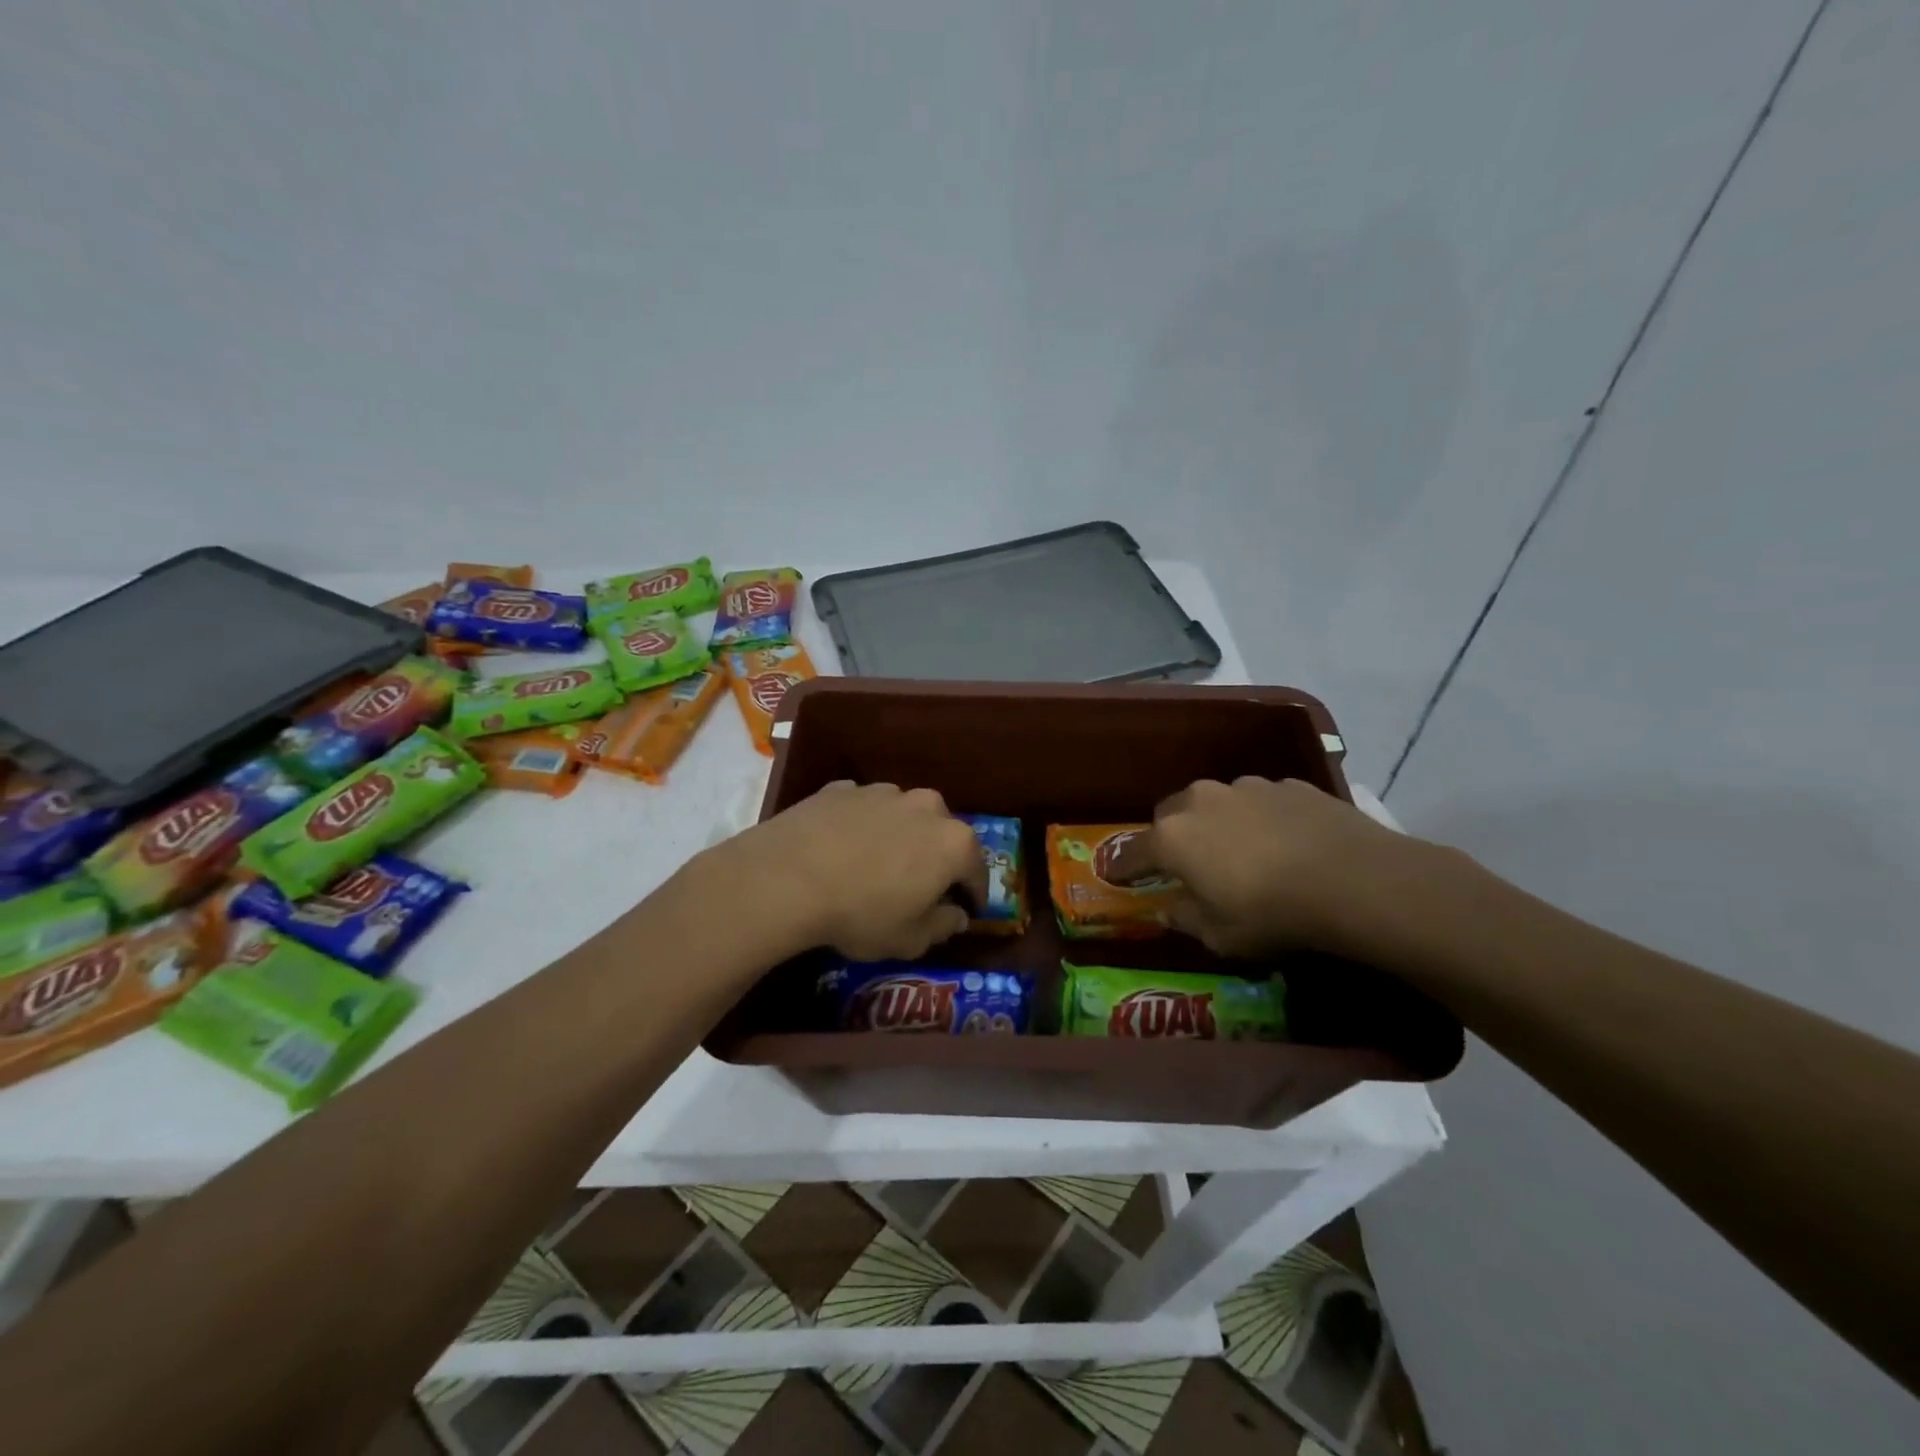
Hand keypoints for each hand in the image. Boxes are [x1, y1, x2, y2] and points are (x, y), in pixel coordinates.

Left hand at [710, 781, 987, 961]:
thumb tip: (956, 915)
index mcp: (954, 842)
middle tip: (918, 887)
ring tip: (875, 866)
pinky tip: (841, 850)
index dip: (972, 895)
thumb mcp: (910, 939)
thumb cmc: (861, 913)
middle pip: (942, 836)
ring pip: (903, 817)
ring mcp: (882, 791)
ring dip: (899, 838)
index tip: (964, 910)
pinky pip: (863, 811)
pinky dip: (861, 827)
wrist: (787, 877)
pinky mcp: (842, 788)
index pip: (977, 871)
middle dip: (936, 859)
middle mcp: (926, 806)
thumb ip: (942, 926)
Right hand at [1111, 776, 1430, 957]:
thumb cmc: (1271, 914)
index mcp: (1173, 837)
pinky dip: (1260, 818)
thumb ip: (1186, 918)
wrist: (1354, 879)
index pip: (1133, 852)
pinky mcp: (1287, 784)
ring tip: (1242, 851)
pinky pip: (1259, 802)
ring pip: (1216, 803)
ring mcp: (1246, 787)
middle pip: (1170, 815)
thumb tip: (1168, 909)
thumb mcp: (1220, 935)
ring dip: (1218, 823)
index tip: (1119, 878)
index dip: (1125, 868)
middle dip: (1172, 837)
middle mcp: (1201, 801)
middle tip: (1188, 864)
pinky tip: (1285, 842)